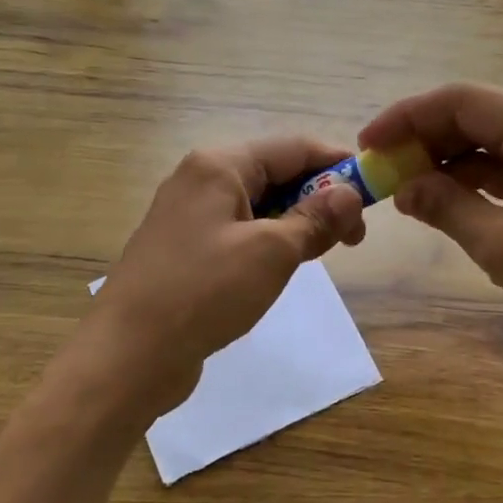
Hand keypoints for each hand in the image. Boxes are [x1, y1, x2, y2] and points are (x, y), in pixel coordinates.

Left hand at [79, 137, 366, 418]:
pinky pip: (241, 231)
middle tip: (354, 237)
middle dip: (320, 197)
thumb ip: (314, 219)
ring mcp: (190, 216)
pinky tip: (287, 265)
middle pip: (276, 173)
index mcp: (219, 165)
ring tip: (326, 252)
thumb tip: (350, 194)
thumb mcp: (271, 252)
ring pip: (260, 205)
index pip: (293, 147)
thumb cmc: (204, 292)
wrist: (128, 355)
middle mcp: (202, 179)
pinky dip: (271, 241)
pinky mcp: (187, 250)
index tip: (374, 191)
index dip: (337, 164)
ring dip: (298, 222)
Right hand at [360, 84, 502, 384]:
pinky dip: (482, 180)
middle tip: (384, 169)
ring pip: (499, 142)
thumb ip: (444, 205)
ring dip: (452, 161)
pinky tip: (447, 198)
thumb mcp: (500, 245)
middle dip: (429, 139)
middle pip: (483, 116)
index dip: (409, 116)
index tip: (369, 141)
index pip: (465, 101)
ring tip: (407, 188)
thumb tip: (402, 187)